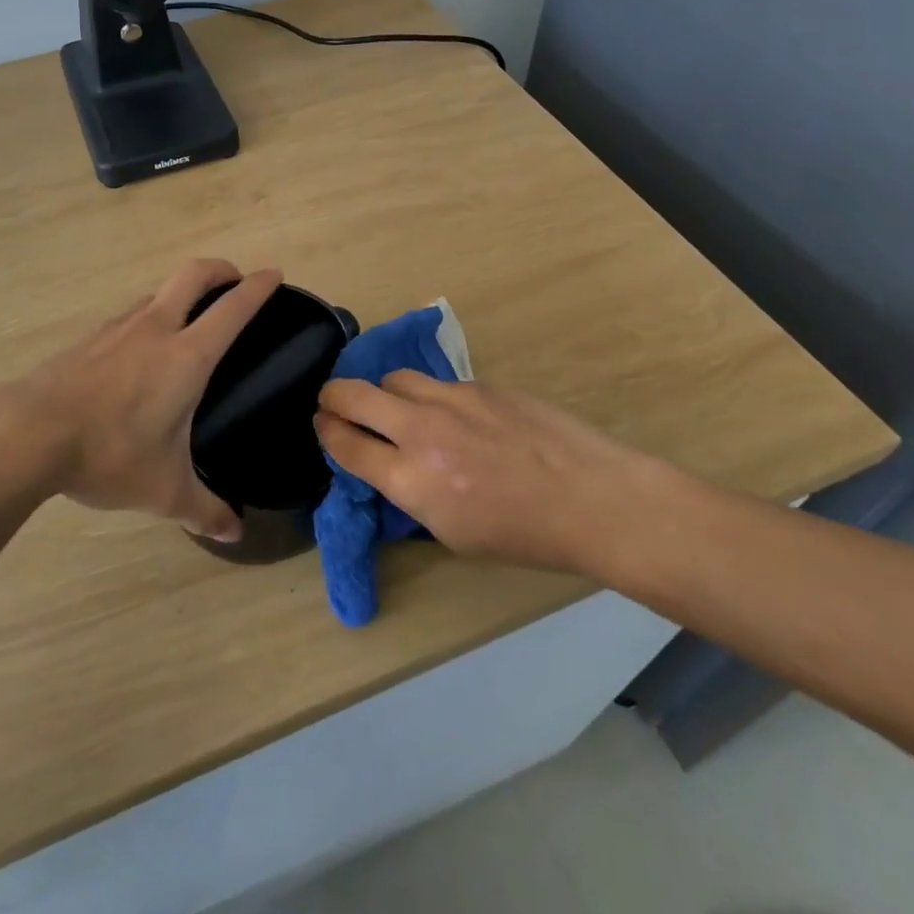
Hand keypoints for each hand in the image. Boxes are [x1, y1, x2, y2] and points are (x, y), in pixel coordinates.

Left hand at [0, 260, 281, 541]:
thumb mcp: (164, 490)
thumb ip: (204, 510)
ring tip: (190, 319)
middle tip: (235, 282)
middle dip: (220, 269)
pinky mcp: (89, 339)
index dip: (258, 287)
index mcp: (187, 356)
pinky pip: (130, 314)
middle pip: (193, 274)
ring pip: (159, 291)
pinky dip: (149, 315)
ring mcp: (118, 328)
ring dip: (182, 293)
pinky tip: (141, 350)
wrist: (28, 434)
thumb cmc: (109, 454)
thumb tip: (235, 533)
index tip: (274, 273)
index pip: (233, 309)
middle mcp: (156, 329)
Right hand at [314, 373, 654, 574]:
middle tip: (333, 402)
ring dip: (383, 392)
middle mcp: (421, 431)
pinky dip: (429, 396)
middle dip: (333, 397)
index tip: (322, 425)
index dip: (326, 432)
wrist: (591, 498)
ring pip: (394, 378)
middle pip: (352, 394)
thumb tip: (388, 467)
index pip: (345, 444)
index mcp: (412, 480)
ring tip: (396, 407)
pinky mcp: (479, 384)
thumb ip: (410, 494)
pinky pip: (437, 383)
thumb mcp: (452, 533)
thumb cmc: (524, 535)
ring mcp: (451, 400)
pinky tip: (452, 416)